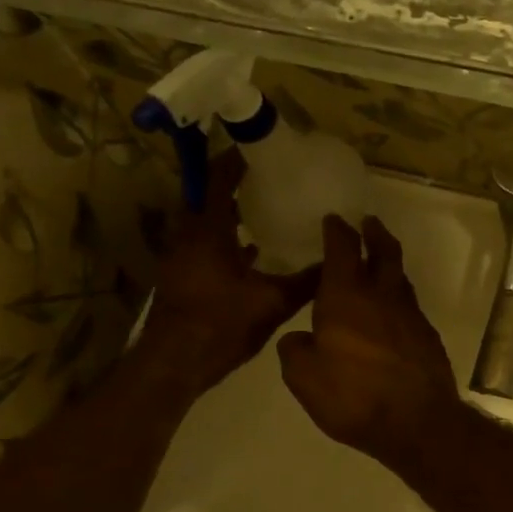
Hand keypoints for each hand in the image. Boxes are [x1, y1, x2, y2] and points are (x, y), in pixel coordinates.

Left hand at [140, 152, 318, 391]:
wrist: (176, 363)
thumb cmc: (222, 324)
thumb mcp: (273, 302)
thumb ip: (306, 281)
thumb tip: (337, 263)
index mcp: (208, 231)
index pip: (218, 180)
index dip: (236, 160)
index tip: (259, 148)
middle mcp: (189, 236)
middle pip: (208, 196)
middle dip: (234, 183)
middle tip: (267, 178)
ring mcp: (182, 257)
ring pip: (206, 222)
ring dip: (229, 212)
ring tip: (263, 208)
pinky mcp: (182, 276)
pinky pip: (204, 244)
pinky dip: (225, 238)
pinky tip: (250, 251)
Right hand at [278, 215, 462, 469]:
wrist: (418, 421)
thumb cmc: (353, 396)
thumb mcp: (304, 377)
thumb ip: (296, 350)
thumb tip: (300, 338)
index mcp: (347, 296)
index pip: (342, 249)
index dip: (337, 231)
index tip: (334, 220)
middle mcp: (383, 296)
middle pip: (384, 253)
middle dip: (374, 234)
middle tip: (369, 223)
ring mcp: (411, 316)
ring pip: (400, 279)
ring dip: (389, 265)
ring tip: (379, 264)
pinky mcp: (428, 338)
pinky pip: (410, 307)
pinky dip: (398, 300)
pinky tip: (391, 313)